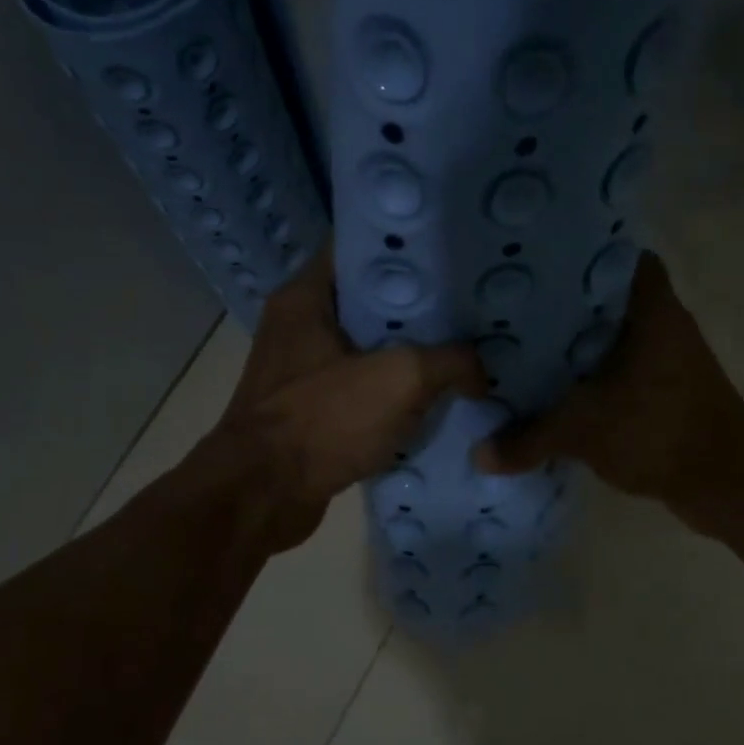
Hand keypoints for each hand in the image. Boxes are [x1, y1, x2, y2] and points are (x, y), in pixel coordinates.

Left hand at [207, 248, 485, 553]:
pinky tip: (436, 400)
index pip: (360, 247)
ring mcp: (304, 371)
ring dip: (412, 354)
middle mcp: (300, 326)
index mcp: (307, 297)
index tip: (454, 255)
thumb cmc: (323, 421)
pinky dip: (395, 394)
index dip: (408, 248)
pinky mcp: (312, 411)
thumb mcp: (401, 379)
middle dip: (421, 306)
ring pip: (369, 348)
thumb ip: (451, 361)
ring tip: (464, 352)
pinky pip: (363, 389)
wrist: (263, 497)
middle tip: (472, 309)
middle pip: (370, 300)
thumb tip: (480, 371)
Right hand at [472, 252, 743, 509]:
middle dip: (558, 306)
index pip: (610, 253)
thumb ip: (528, 439)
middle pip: (600, 298)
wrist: (725, 481)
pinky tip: (552, 390)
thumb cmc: (658, 431)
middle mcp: (659, 321)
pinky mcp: (663, 390)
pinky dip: (589, 378)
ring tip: (519, 347)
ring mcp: (664, 357)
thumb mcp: (583, 431)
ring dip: (572, 346)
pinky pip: (616, 370)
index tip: (528, 264)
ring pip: (608, 337)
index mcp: (647, 305)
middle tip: (508, 309)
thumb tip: (481, 455)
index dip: (571, 255)